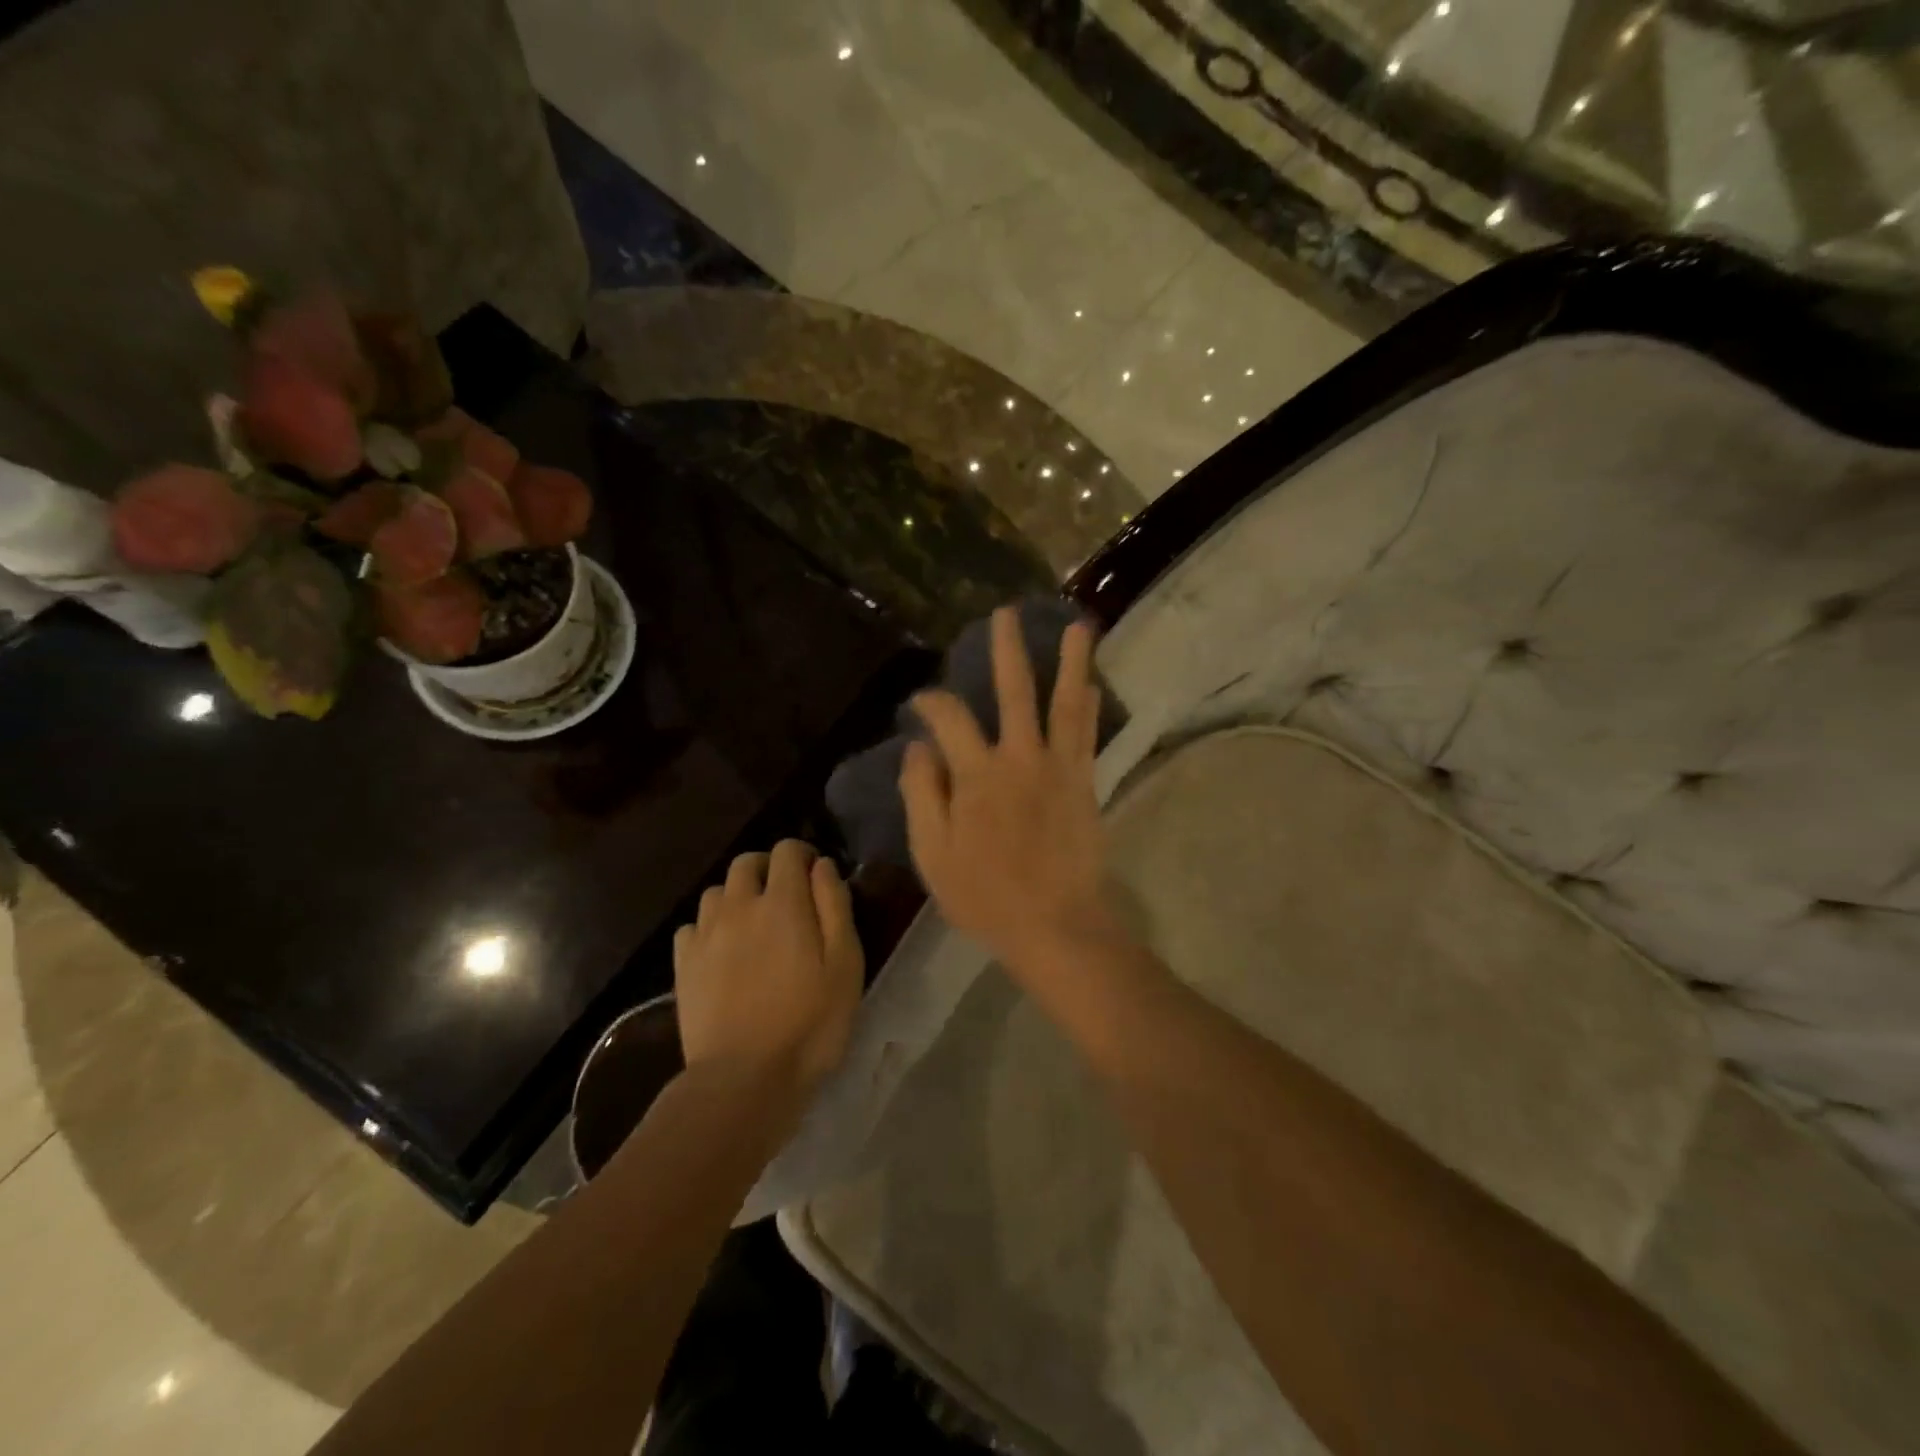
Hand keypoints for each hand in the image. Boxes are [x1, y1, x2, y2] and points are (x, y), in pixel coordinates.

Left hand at [673, 840, 864, 1100]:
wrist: (743, 1078)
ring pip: (717, 892)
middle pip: (746, 863)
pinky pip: (692, 926)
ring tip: (753, 924)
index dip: (804, 854)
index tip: (817, 877)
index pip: (787, 850)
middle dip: (768, 868)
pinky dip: (710, 927)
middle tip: (787, 897)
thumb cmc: (809, 1022)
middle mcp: (739, 906)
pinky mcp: (683, 964)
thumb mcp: (845, 964)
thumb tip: (822, 866)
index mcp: (782, 902)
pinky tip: (722, 951)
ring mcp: (705, 935)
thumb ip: (835, 906)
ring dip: (737, 896)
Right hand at [901, 607, 1113, 975]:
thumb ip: (922, 795)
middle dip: (1007, 650)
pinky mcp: (1085, 783)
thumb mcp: (933, 853)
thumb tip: (919, 747)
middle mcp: (1020, 758)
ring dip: (1071, 663)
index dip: (931, 703)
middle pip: (1014, 692)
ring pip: (1065, 704)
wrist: (1055, 924)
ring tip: (1079, 626)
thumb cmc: (985, 895)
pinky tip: (1092, 685)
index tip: (920, 703)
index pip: (950, 719)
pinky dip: (1090, 707)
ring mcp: (1059, 768)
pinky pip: (1088, 736)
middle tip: (1007, 613)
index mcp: (977, 775)